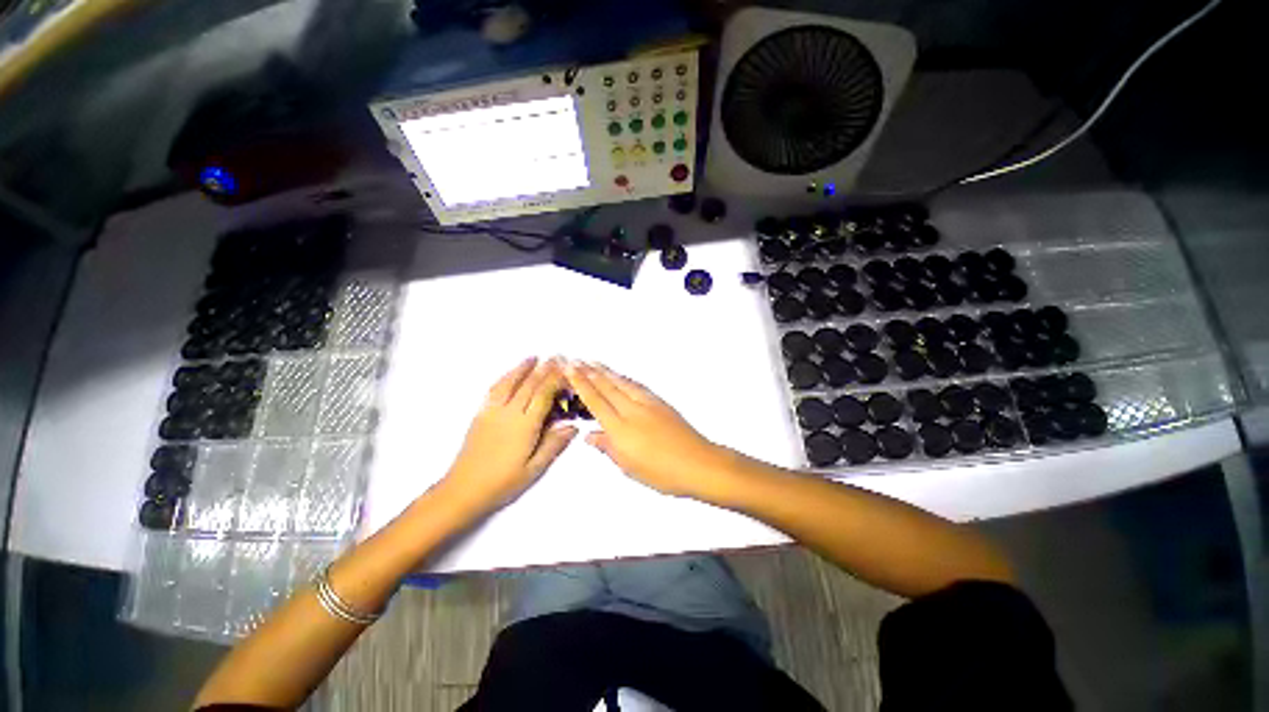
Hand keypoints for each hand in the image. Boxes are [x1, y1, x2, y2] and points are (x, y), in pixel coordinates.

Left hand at [441, 357, 576, 511]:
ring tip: (533, 357)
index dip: (556, 381)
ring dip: (523, 368)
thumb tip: (573, 426)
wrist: (463, 490)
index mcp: (525, 426)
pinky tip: (509, 375)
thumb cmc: (502, 483)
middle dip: (544, 369)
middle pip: (529, 385)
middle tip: (556, 357)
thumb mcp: (534, 469)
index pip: (543, 395)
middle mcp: (509, 413)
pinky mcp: (480, 414)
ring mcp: (492, 412)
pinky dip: (505, 378)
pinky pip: (494, 390)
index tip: (567, 371)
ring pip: (510, 383)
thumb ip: (554, 444)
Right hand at [564, 361, 730, 498]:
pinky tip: (621, 376)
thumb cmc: (662, 473)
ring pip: (622, 383)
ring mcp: (648, 404)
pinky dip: (625, 378)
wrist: (698, 463)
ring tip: (594, 362)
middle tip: (577, 360)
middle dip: (590, 372)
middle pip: (607, 387)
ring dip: (606, 371)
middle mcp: (632, 411)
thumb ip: (608, 448)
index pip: (596, 402)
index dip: (581, 385)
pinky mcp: (660, 402)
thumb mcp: (629, 467)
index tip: (570, 370)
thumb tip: (590, 436)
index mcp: (621, 429)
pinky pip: (637, 385)